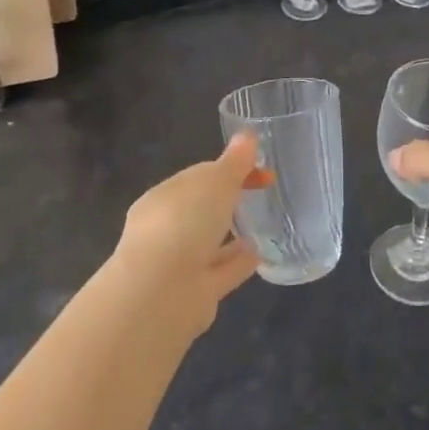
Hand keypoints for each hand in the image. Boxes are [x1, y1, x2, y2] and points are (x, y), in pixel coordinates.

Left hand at [113, 135, 262, 332]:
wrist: (161, 293)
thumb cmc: (183, 222)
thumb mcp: (214, 181)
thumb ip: (234, 162)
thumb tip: (248, 136)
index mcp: (164, 197)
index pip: (199, 176)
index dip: (231, 168)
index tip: (262, 169)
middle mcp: (167, 228)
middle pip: (203, 208)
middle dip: (229, 200)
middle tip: (264, 192)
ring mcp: (180, 262)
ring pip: (212, 242)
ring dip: (235, 232)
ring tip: (268, 222)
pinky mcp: (197, 292)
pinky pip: (224, 269)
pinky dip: (242, 261)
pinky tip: (265, 253)